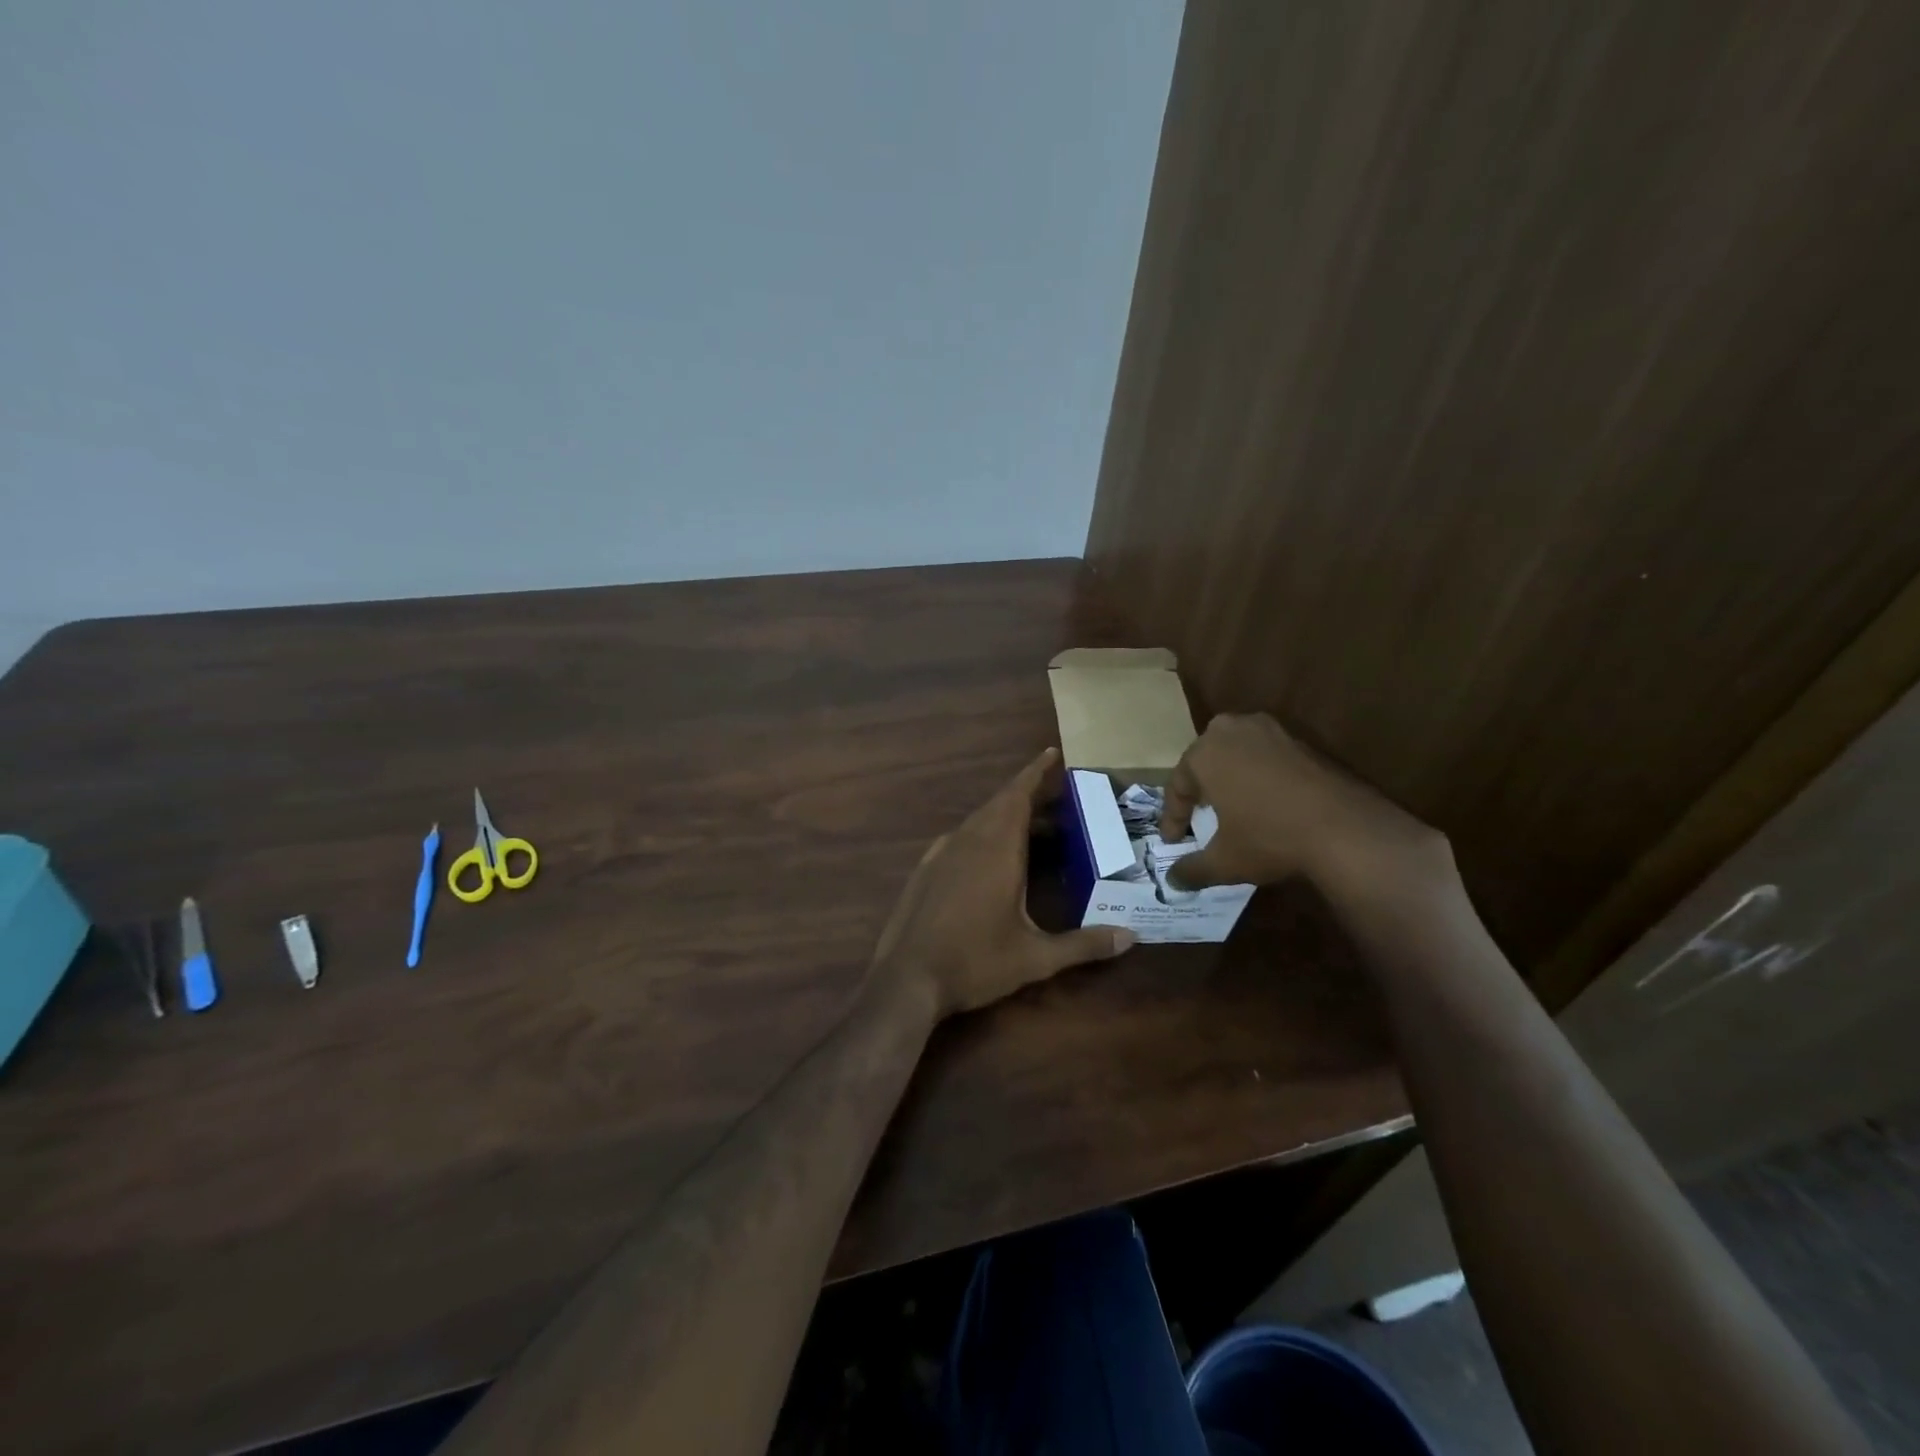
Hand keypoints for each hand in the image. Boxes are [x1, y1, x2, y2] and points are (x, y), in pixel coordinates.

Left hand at [874, 748, 1135, 1016]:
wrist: (906, 979)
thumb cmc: (975, 963)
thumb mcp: (1035, 958)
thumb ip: (1083, 945)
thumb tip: (1130, 938)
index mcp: (997, 849)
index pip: (1018, 796)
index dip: (1035, 772)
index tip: (1051, 753)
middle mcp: (968, 840)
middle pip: (1001, 804)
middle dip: (1029, 795)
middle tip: (1058, 800)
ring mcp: (941, 853)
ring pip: (979, 820)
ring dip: (1006, 816)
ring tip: (1033, 828)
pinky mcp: (925, 869)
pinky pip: (960, 838)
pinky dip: (982, 834)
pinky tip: (991, 857)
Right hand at [1161, 713, 1451, 900]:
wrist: (1346, 829)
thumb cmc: (1270, 838)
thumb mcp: (1224, 861)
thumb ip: (1192, 870)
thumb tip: (1172, 881)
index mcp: (1204, 753)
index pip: (1178, 785)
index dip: (1173, 817)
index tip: (1173, 842)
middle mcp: (1232, 731)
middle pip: (1205, 760)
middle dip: (1199, 788)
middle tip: (1198, 815)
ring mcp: (1270, 731)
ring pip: (1236, 754)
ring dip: (1230, 778)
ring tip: (1230, 806)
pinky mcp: (1300, 741)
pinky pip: (1266, 757)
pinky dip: (1259, 776)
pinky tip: (1265, 802)